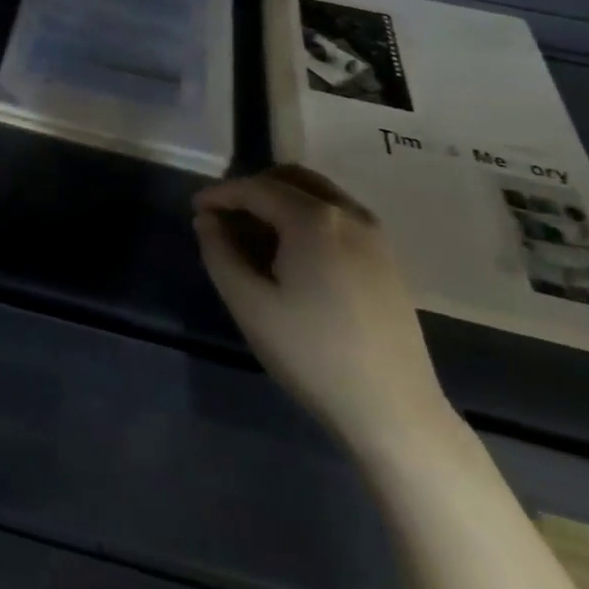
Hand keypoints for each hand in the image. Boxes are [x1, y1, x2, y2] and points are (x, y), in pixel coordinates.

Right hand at [194, 165, 452, 454]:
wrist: (394, 410)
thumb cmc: (312, 354)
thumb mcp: (249, 304)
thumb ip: (220, 253)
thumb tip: (207, 220)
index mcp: (315, 218)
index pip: (256, 188)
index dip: (220, 193)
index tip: (195, 209)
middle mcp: (349, 213)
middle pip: (292, 179)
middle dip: (252, 189)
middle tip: (223, 217)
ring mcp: (375, 235)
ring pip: (318, 195)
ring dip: (281, 202)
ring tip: (253, 236)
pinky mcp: (387, 259)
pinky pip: (338, 217)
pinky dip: (307, 218)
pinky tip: (291, 255)